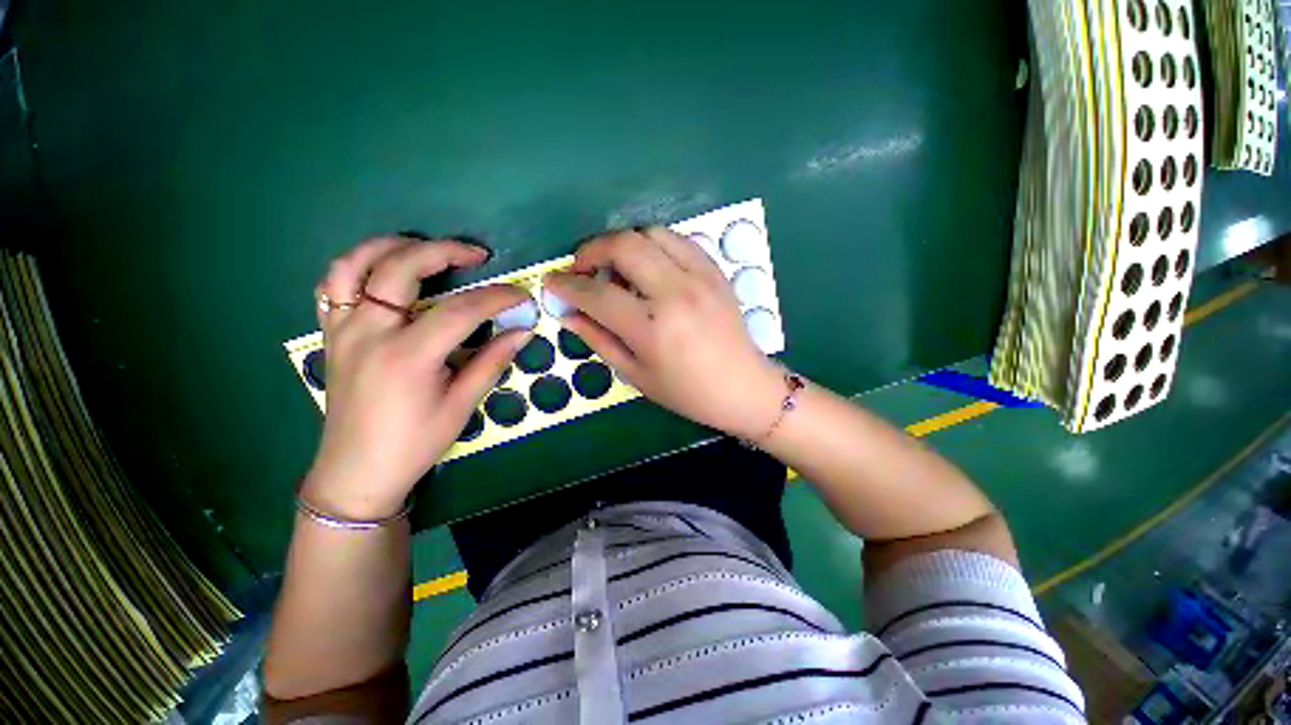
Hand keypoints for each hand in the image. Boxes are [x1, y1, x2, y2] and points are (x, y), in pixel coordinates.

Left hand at [305, 237, 532, 518]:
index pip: (460, 310)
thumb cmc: (414, 443)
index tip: (521, 294)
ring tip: (426, 249)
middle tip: (477, 255)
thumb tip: (522, 331)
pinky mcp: (331, 334)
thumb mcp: (462, 405)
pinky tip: (384, 271)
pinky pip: (333, 285)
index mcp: (407, 356)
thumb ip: (492, 361)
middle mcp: (369, 333)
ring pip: (354, 265)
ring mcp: (342, 330)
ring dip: (392, 246)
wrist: (356, 471)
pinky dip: (359, 266)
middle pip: (401, 268)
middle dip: (444, 251)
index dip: (496, 297)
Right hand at [544, 227, 783, 439]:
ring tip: (617, 268)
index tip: (553, 281)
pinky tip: (649, 265)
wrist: (742, 386)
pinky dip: (654, 244)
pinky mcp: (715, 271)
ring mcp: (699, 277)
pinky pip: (678, 240)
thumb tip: (568, 314)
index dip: (567, 285)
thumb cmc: (687, 392)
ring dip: (624, 244)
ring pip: (650, 233)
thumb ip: (599, 340)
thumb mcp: (636, 375)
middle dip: (592, 250)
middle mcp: (675, 293)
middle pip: (623, 246)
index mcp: (652, 328)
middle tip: (583, 268)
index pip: (597, 294)